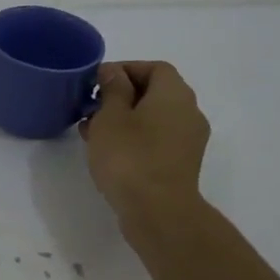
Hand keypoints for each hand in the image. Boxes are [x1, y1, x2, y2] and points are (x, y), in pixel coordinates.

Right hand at [81, 61, 210, 221]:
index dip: (125, 69)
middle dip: (121, 96)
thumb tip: (114, 72)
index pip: (153, 68)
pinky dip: (134, 139)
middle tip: (91, 107)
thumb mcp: (111, 116)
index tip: (96, 82)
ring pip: (153, 118)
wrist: (158, 212)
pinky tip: (108, 151)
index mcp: (174, 93)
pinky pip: (156, 140)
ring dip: (124, 119)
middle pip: (155, 93)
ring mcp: (188, 140)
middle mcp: (189, 112)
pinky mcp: (181, 164)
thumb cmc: (130, 156)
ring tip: (92, 131)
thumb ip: (112, 89)